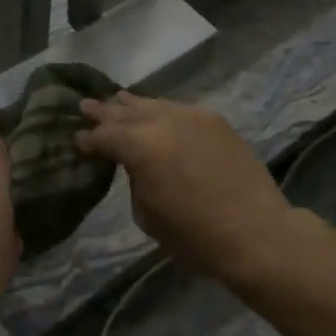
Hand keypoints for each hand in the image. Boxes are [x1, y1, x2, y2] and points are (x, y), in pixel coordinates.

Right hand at [77, 93, 313, 279]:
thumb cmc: (195, 236)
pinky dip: (161, 110)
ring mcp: (191, 116)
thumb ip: (134, 179)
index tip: (79, 140)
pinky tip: (155, 112)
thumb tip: (134, 164)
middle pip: (125, 112)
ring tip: (117, 100)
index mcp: (140, 147)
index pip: (105, 135)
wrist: (257, 233)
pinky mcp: (214, 120)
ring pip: (153, 104)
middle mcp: (163, 122)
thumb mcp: (147, 215)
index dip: (89, 138)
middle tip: (85, 106)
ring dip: (132, 105)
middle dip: (104, 111)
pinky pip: (178, 109)